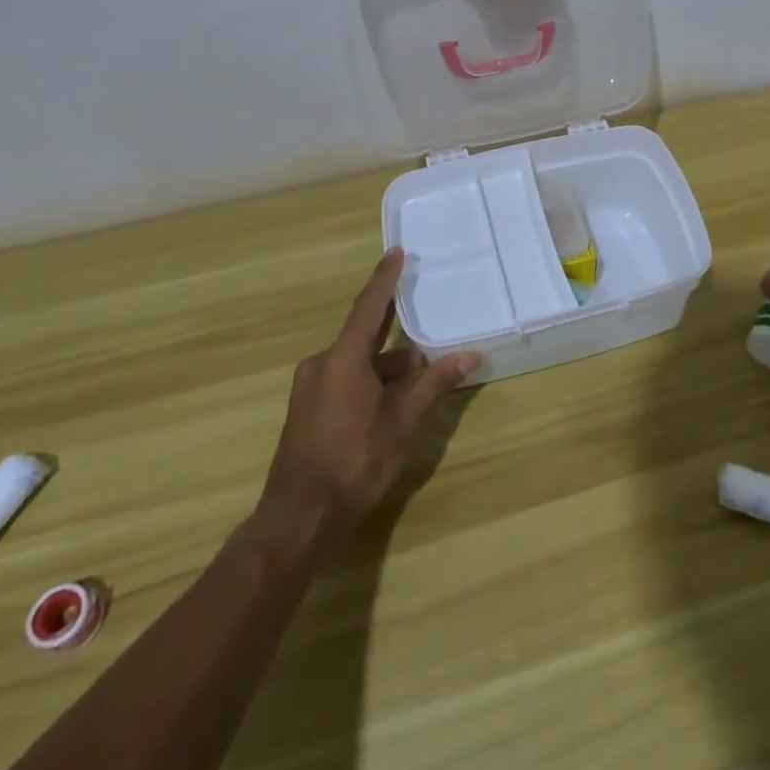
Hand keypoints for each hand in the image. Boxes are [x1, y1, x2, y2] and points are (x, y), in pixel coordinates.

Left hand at [255, 248, 478, 546]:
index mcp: (342, 358)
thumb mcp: (403, 421)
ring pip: (357, 365)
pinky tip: (392, 407)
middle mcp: (322, 364)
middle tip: (425, 332)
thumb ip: (435, 384)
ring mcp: (311, 388)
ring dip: (387, 370)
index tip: (396, 252)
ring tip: (420, 385)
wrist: (300, 516)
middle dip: (397, 340)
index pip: (369, 306)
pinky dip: (370, 385)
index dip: (385, 279)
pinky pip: (345, 382)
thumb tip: (469, 355)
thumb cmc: (355, 460)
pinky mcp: (307, 410)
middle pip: (366, 339)